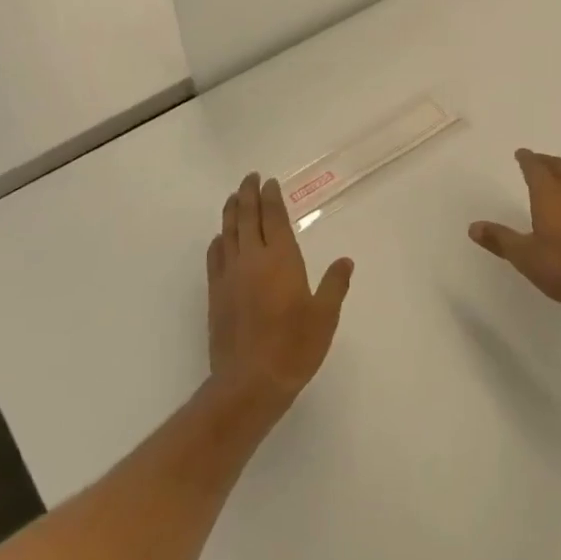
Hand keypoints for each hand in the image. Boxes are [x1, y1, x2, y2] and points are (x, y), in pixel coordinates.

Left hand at [206, 173, 352, 414]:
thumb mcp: (324, 317)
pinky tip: (221, 238)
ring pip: (228, 233)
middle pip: (247, 218)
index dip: (271, 198)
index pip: (274, 218)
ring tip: (235, 197)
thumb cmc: (294, 347)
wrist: (249, 382)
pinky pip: (215, 257)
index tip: (270, 182)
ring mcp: (230, 276)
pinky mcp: (216, 294)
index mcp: (281, 260)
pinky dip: (219, 241)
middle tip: (250, 178)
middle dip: (249, 194)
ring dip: (232, 211)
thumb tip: (345, 262)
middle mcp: (252, 260)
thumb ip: (334, 285)